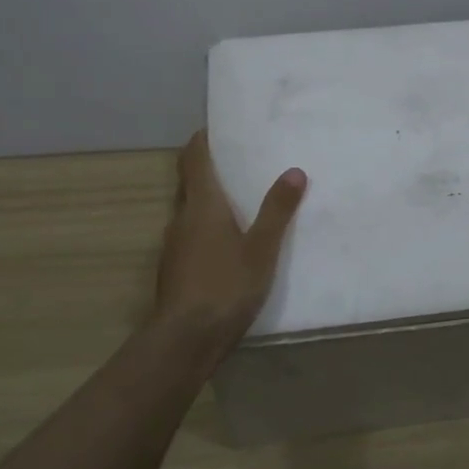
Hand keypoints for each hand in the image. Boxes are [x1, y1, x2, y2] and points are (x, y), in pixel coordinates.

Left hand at [150, 131, 306, 364]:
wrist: (185, 340)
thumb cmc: (225, 286)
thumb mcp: (262, 248)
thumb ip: (277, 210)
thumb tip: (294, 171)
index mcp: (201, 205)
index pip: (194, 159)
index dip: (202, 140)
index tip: (218, 129)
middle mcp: (181, 218)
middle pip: (190, 182)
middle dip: (210, 169)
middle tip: (240, 162)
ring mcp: (174, 245)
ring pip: (190, 211)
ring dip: (210, 201)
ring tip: (241, 200)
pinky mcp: (175, 269)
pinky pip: (192, 235)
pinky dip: (207, 228)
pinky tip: (229, 243)